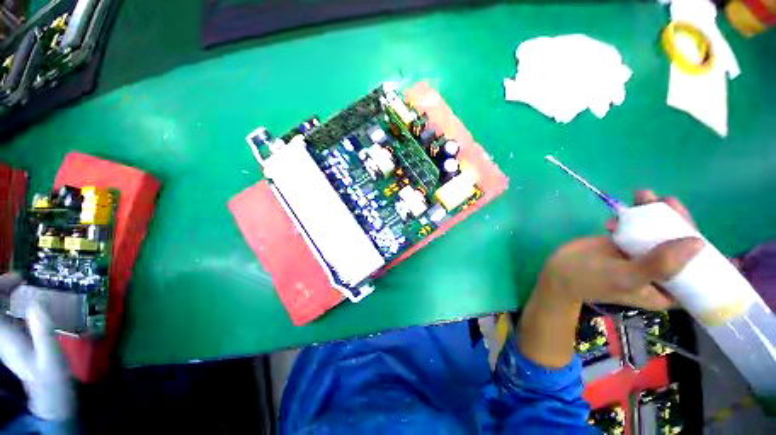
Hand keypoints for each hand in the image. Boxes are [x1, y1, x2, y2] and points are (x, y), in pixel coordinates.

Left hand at [0, 275, 74, 421]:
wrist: (50, 394)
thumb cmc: (52, 375)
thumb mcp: (50, 354)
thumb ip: (43, 328)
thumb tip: (38, 302)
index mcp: (5, 337)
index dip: (2, 288)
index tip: (19, 279)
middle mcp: (2, 335)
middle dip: (4, 289)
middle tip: (23, 280)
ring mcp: (8, 339)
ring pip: (0, 311)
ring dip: (8, 296)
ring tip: (26, 288)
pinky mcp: (15, 340)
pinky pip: (8, 318)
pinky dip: (15, 307)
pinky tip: (29, 306)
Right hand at [519, 191, 702, 367]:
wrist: (558, 270)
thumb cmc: (589, 280)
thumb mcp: (624, 276)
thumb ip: (658, 265)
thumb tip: (697, 243)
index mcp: (667, 289)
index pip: (697, 272)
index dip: (705, 251)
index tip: (696, 230)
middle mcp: (660, 271)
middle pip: (680, 245)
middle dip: (676, 221)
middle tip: (667, 201)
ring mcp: (642, 255)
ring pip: (660, 231)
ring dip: (654, 212)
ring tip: (644, 195)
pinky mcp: (626, 242)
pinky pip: (638, 226)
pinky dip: (631, 215)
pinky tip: (617, 214)